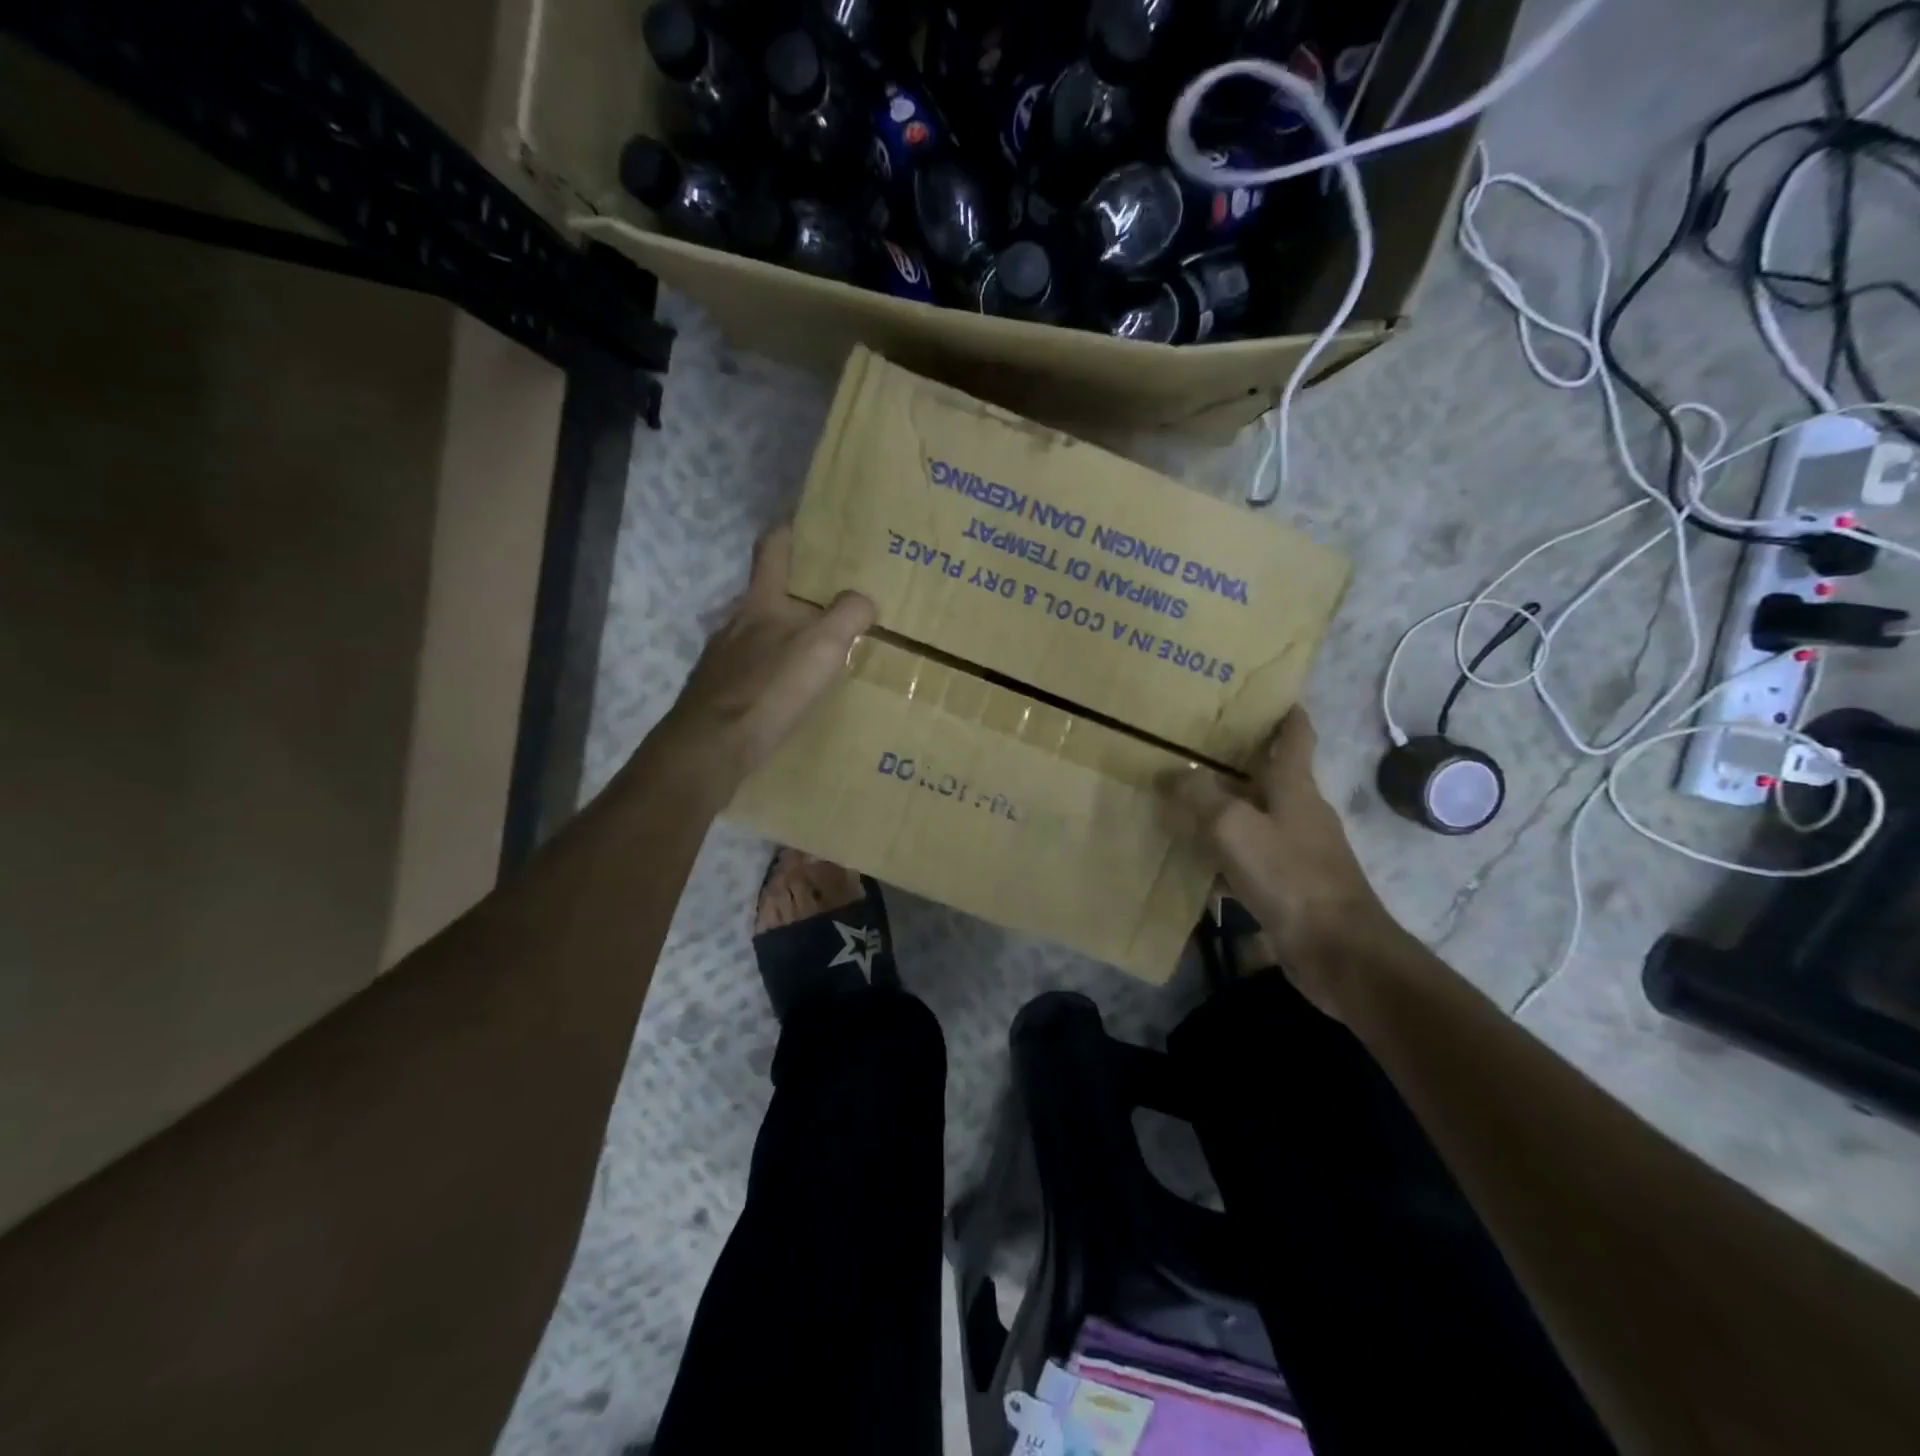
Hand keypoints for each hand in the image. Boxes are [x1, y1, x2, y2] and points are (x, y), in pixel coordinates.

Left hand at [645, 526, 874, 803]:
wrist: (712, 746)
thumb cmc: (770, 688)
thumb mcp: (823, 646)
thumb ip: (848, 616)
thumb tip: (864, 600)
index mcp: (761, 602)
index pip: (773, 548)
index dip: (790, 530)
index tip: (811, 524)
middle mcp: (736, 622)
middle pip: (767, 594)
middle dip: (798, 593)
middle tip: (834, 599)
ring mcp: (722, 658)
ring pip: (759, 635)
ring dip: (785, 637)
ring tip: (817, 651)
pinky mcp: (719, 692)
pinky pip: (752, 671)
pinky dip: (772, 673)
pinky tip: (788, 693)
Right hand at [1160, 709, 1389, 1017]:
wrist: (1336, 949)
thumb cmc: (1289, 875)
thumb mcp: (1234, 826)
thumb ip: (1200, 795)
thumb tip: (1171, 773)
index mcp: (1295, 788)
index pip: (1295, 738)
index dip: (1286, 715)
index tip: (1272, 697)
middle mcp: (1299, 813)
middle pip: (1268, 778)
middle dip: (1238, 762)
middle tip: (1196, 747)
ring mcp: (1297, 852)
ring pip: (1254, 819)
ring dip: (1225, 810)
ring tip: (1184, 800)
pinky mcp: (1288, 887)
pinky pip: (1248, 859)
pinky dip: (1224, 855)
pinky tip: (1195, 862)